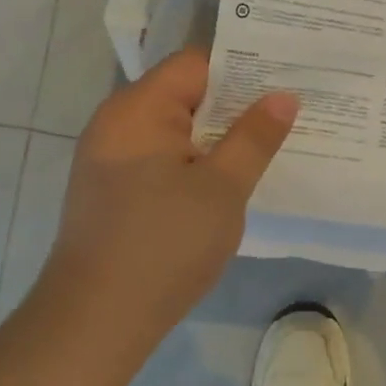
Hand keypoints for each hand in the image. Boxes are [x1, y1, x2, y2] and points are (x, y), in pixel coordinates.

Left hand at [43, 49, 296, 355]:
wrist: (96, 321)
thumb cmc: (164, 245)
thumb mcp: (222, 188)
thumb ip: (255, 137)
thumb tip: (283, 96)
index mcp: (138, 109)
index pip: (196, 64)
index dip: (244, 69)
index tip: (287, 80)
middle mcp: (117, 123)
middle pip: (185, 94)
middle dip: (236, 104)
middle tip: (289, 114)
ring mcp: (110, 158)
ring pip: (176, 130)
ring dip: (218, 137)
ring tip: (268, 146)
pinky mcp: (113, 190)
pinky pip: (162, 158)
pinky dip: (196, 162)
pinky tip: (228, 181)